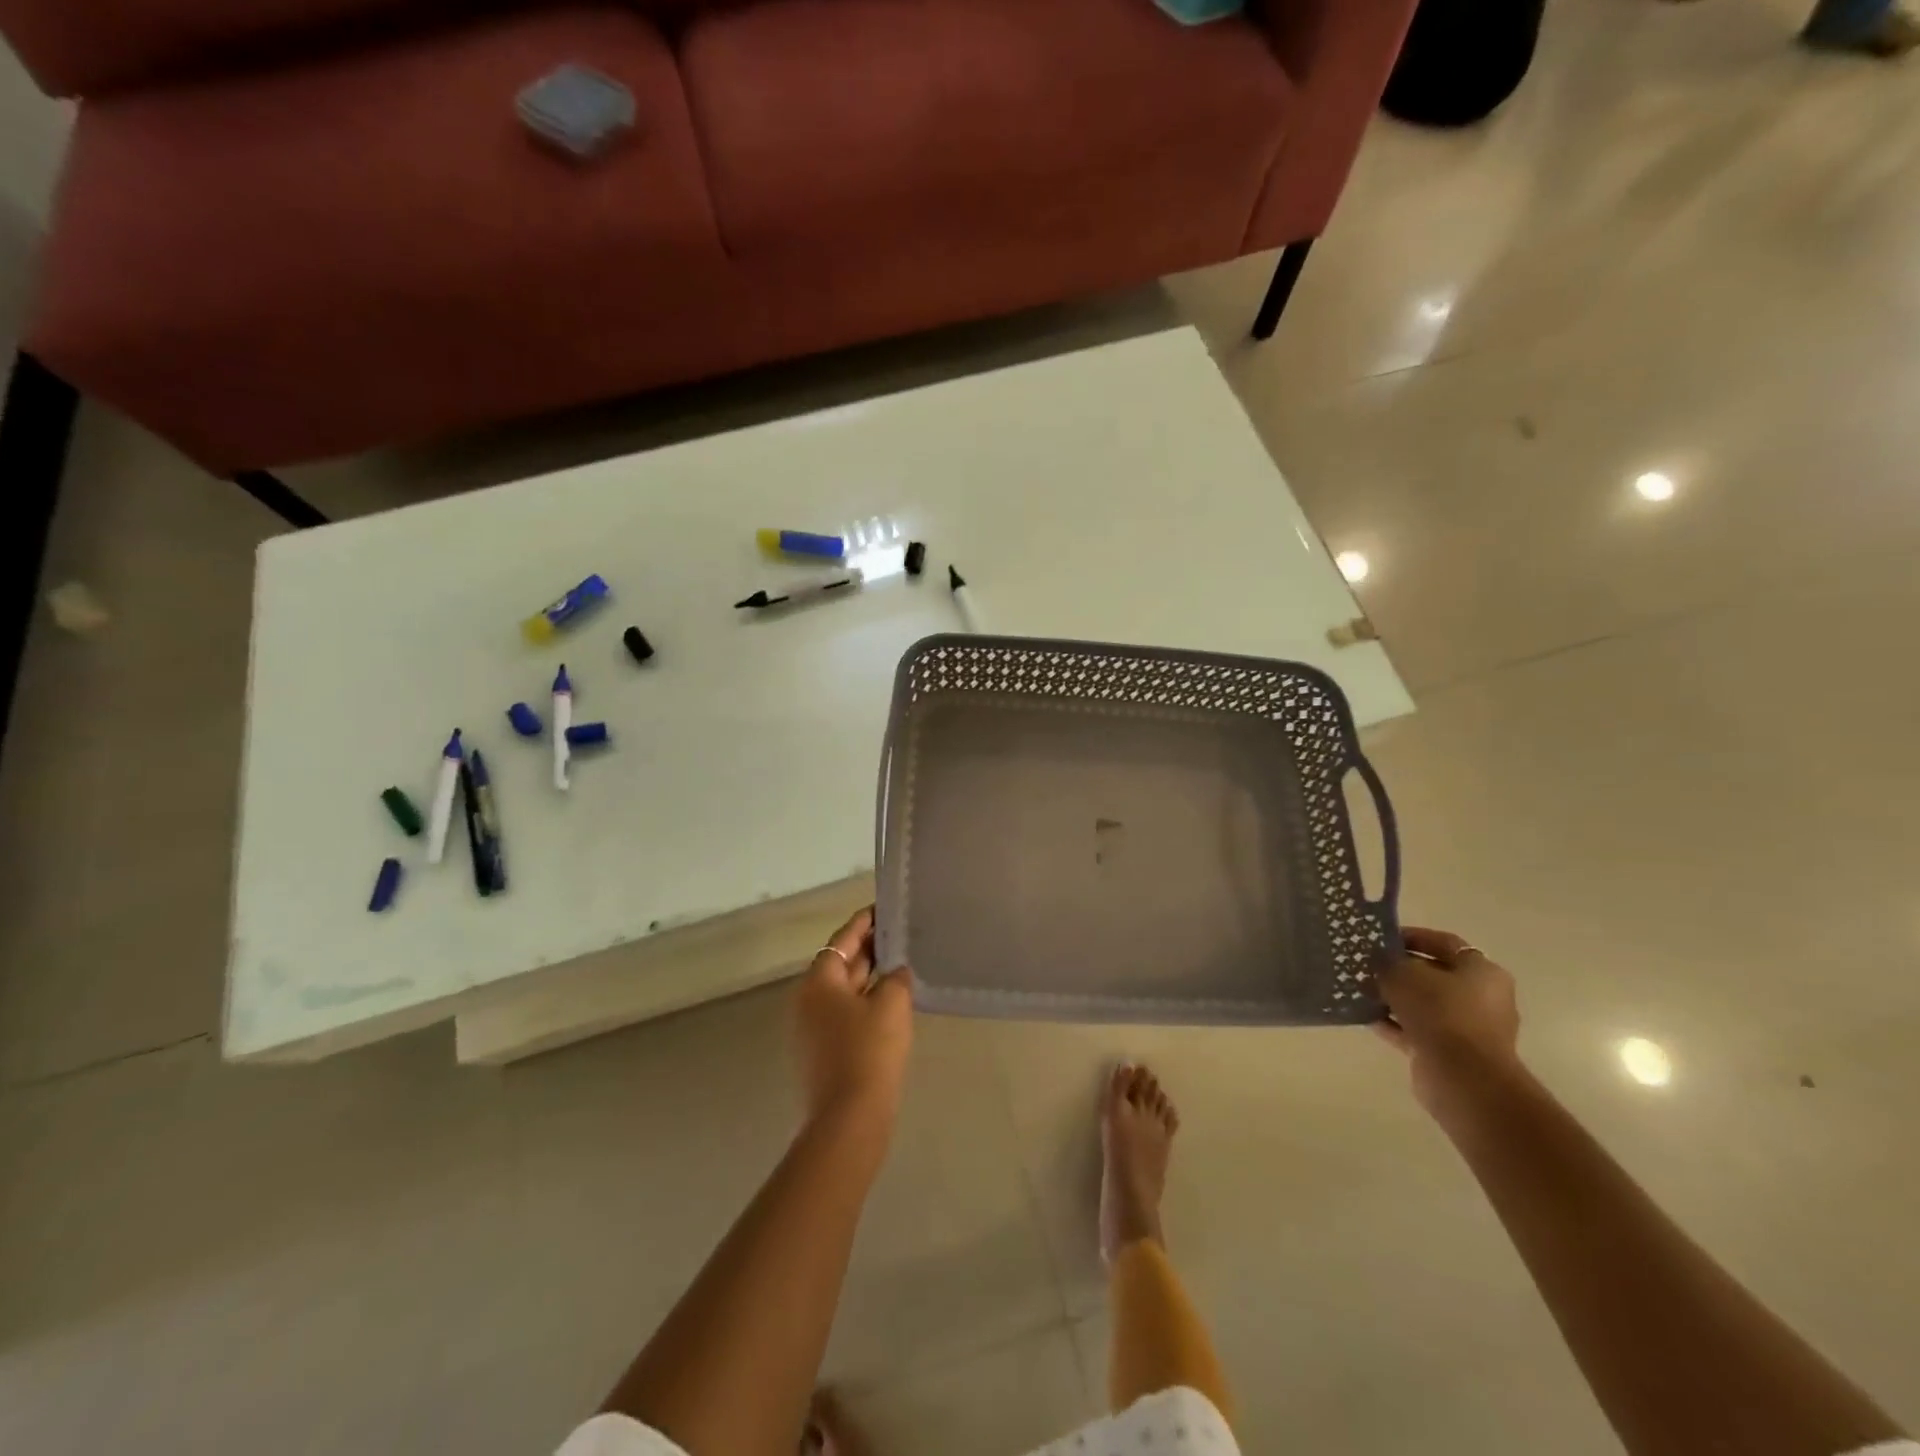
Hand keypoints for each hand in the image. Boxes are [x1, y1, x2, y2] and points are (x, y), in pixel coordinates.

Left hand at [794, 907, 913, 1128]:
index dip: (865, 922)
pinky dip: (864, 1002)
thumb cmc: (869, 1050)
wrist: (849, 1118)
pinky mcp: (820, 1052)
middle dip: (868, 948)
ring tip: (899, 964)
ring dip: (868, 977)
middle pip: (840, 963)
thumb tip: (895, 973)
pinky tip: (889, 1003)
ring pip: (843, 991)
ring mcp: (810, 1029)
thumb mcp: (891, 1003)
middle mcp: (807, 1000)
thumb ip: (895, 978)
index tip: (883, 907)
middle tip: (899, 934)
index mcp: (818, 981)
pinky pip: (844, 1014)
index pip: (843, 939)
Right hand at [1374, 927, 1523, 1119]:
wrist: (1463, 1078)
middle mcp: (1482, 998)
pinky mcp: (1452, 1053)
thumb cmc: (1440, 1013)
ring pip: (1424, 1005)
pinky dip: (1394, 1024)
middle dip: (1400, 970)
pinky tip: (1366, 1017)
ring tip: (1361, 990)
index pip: (1444, 943)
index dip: (1411, 937)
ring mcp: (1468, 1028)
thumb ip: (1388, 962)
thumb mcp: (1404, 974)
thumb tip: (1379, 962)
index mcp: (1482, 971)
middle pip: (1434, 975)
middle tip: (1367, 965)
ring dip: (1394, 998)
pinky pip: (1417, 1030)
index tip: (1380, 939)